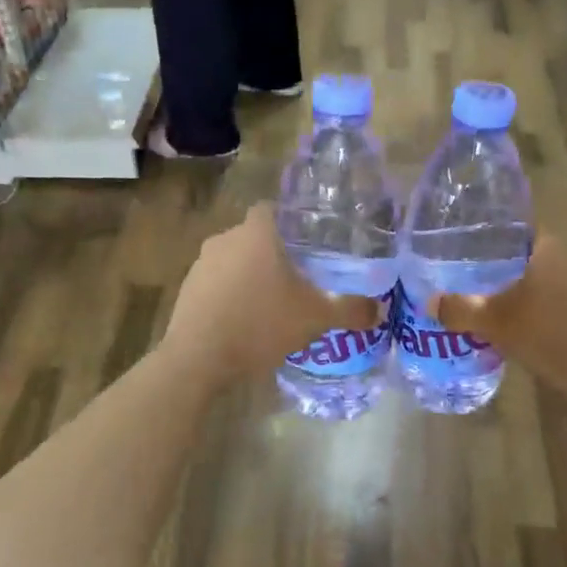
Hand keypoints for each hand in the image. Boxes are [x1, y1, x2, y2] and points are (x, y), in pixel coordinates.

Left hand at [160, 204, 382, 386]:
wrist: (198, 358)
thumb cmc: (260, 324)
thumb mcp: (315, 318)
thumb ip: (350, 310)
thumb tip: (379, 309)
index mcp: (257, 233)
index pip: (273, 208)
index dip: (291, 220)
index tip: (309, 240)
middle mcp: (226, 239)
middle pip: (255, 235)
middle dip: (274, 251)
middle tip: (299, 273)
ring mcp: (201, 263)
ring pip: (233, 259)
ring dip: (250, 273)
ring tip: (273, 300)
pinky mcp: (187, 289)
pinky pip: (216, 282)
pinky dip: (230, 293)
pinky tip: (245, 319)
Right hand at [428, 234, 566, 400]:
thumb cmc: (551, 333)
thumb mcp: (496, 321)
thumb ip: (460, 309)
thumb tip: (429, 301)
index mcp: (544, 245)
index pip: (508, 222)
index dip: (481, 227)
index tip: (454, 237)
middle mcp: (560, 257)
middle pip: (516, 251)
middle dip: (487, 260)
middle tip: (452, 269)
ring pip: (528, 277)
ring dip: (503, 286)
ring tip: (468, 294)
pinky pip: (539, 300)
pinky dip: (519, 306)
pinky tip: (498, 321)